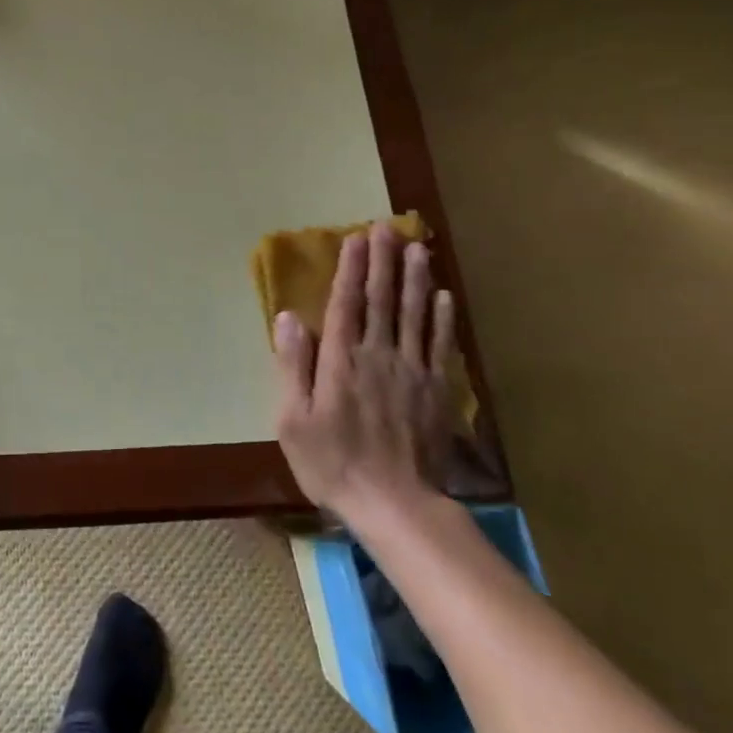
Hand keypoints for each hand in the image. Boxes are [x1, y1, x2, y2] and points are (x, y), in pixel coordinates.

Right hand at [272, 223, 456, 530]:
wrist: (395, 505)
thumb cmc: (332, 463)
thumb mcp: (292, 420)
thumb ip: (292, 366)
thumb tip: (288, 318)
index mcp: (341, 361)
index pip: (346, 304)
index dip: (351, 270)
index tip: (355, 238)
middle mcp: (378, 356)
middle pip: (382, 300)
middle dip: (383, 261)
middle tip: (387, 227)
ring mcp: (411, 371)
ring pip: (414, 315)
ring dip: (415, 278)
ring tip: (418, 248)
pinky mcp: (435, 391)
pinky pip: (440, 346)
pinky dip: (441, 319)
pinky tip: (443, 296)